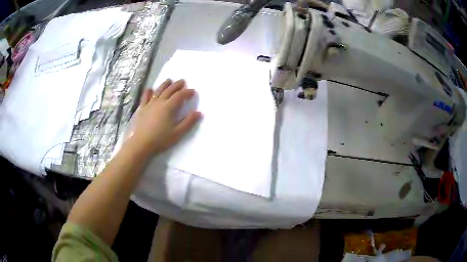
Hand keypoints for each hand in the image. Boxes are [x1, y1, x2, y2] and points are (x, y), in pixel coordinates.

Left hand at [126, 79, 200, 155]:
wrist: (141, 144)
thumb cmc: (161, 139)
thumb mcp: (178, 133)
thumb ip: (188, 122)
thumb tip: (198, 112)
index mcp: (169, 107)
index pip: (180, 96)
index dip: (187, 92)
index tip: (193, 91)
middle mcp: (159, 102)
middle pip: (169, 90)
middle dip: (177, 85)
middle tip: (183, 81)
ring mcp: (149, 104)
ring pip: (158, 91)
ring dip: (164, 85)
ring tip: (169, 80)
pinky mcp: (142, 109)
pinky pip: (145, 97)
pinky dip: (148, 92)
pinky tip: (150, 89)